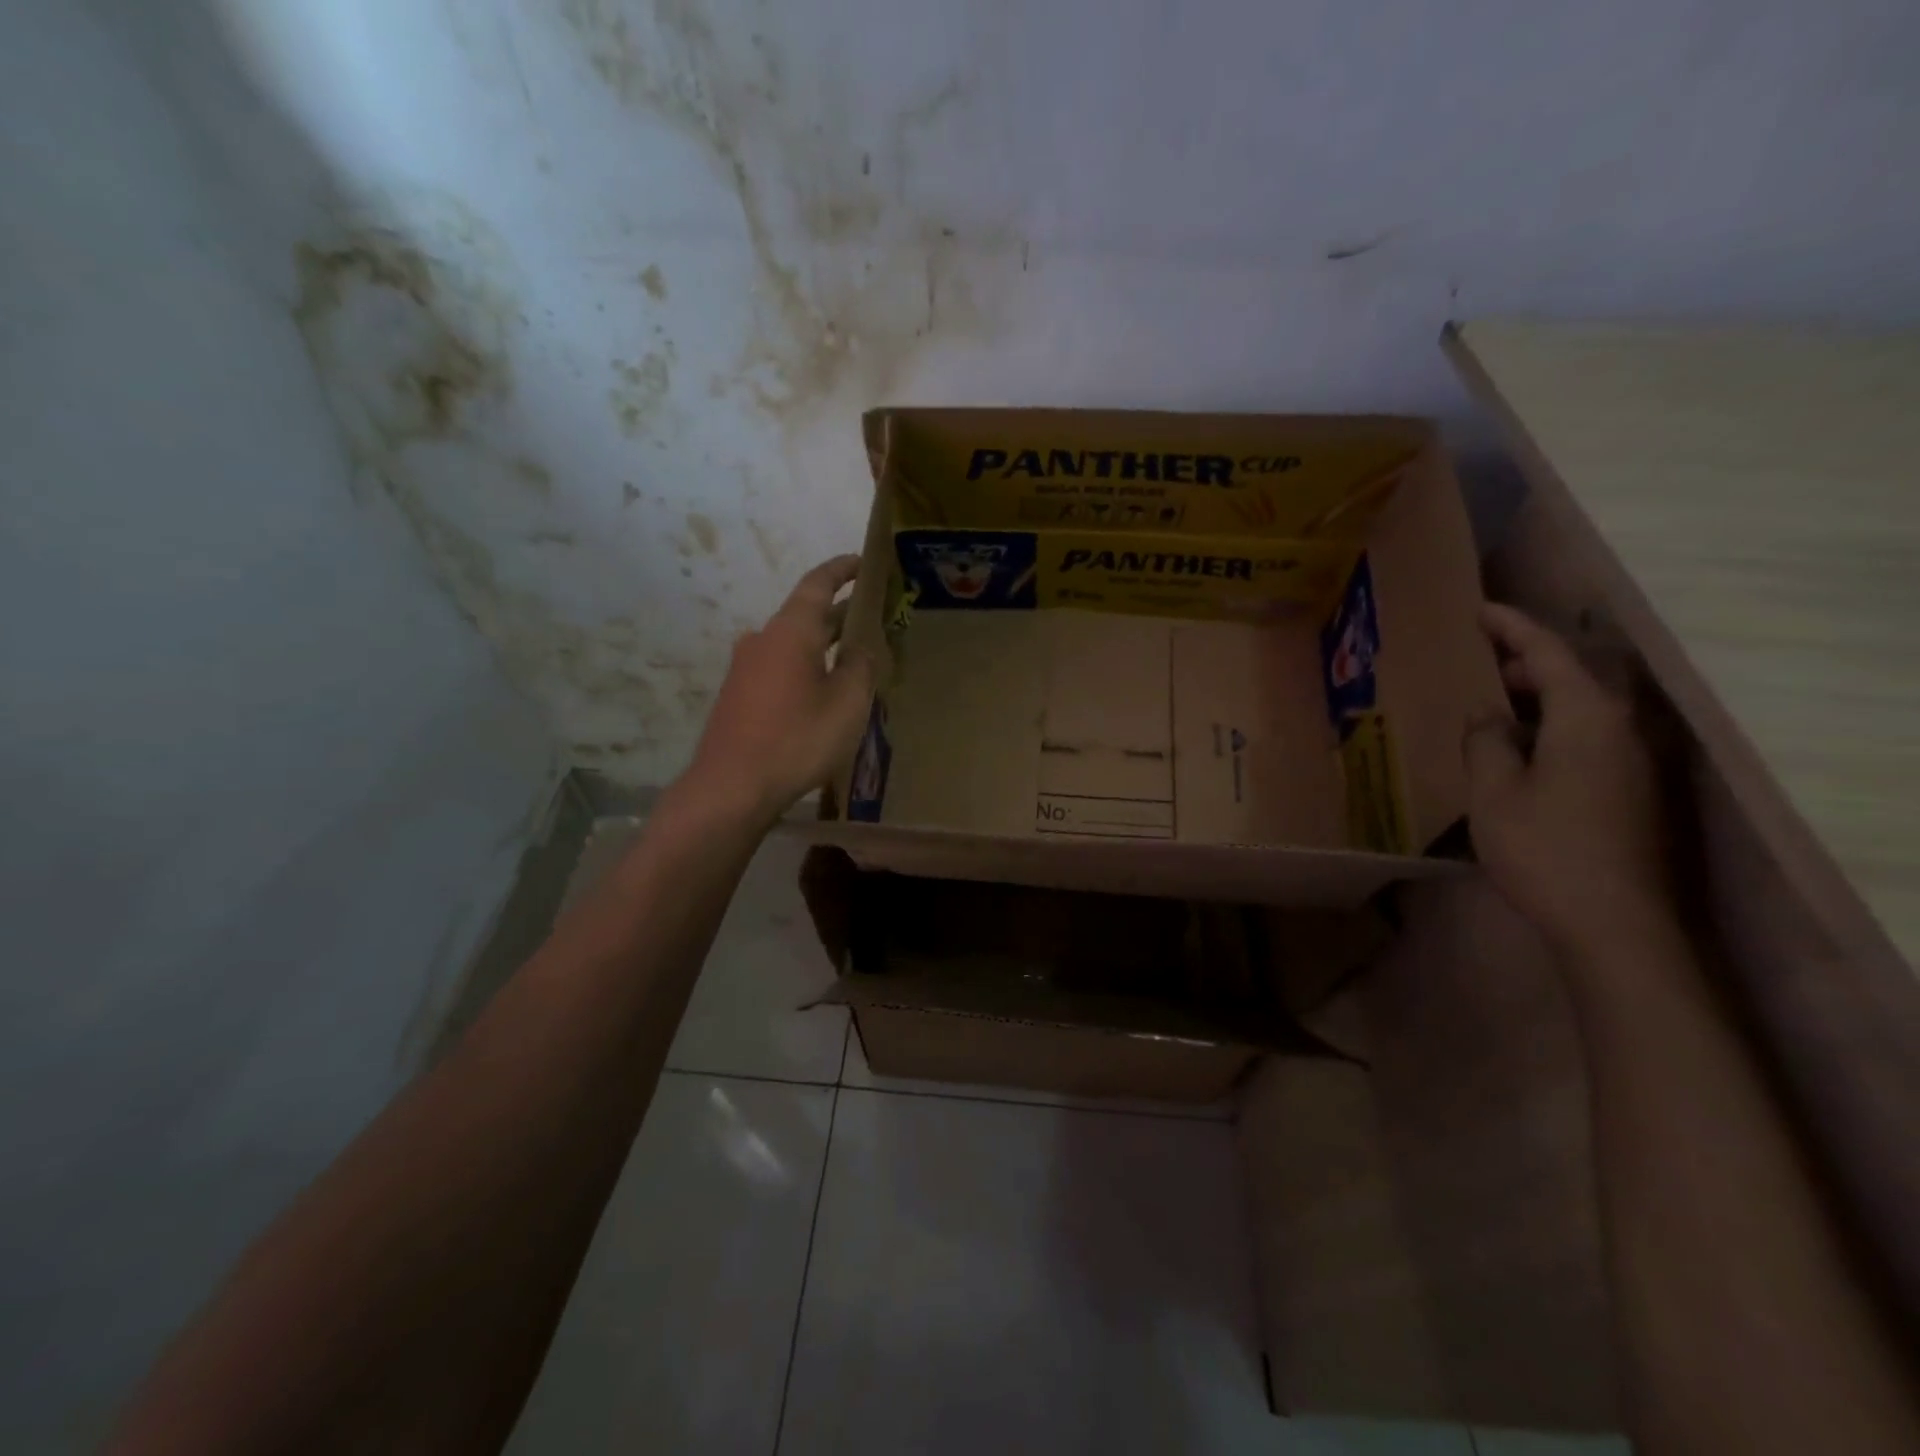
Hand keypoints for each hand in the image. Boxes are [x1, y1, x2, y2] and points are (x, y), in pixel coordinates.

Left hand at [683, 556, 875, 825]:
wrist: (731, 787)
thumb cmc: (797, 739)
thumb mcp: (847, 704)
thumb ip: (861, 668)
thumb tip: (862, 649)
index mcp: (791, 631)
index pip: (818, 584)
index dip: (842, 569)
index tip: (862, 561)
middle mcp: (763, 639)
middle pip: (806, 615)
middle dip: (840, 612)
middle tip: (873, 615)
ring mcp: (745, 668)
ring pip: (793, 644)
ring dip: (823, 644)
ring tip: (854, 656)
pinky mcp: (738, 695)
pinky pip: (780, 668)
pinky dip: (806, 667)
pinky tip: (823, 690)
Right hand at [1463, 604, 1674, 953]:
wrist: (1616, 924)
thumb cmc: (1545, 848)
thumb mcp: (1495, 791)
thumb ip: (1486, 741)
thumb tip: (1488, 714)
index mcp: (1587, 718)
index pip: (1550, 653)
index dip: (1513, 627)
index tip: (1479, 609)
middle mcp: (1622, 730)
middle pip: (1576, 676)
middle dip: (1527, 662)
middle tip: (1478, 664)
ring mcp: (1635, 763)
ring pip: (1584, 709)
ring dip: (1541, 698)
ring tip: (1494, 706)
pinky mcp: (1634, 792)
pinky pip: (1589, 738)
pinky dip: (1553, 728)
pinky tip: (1520, 752)